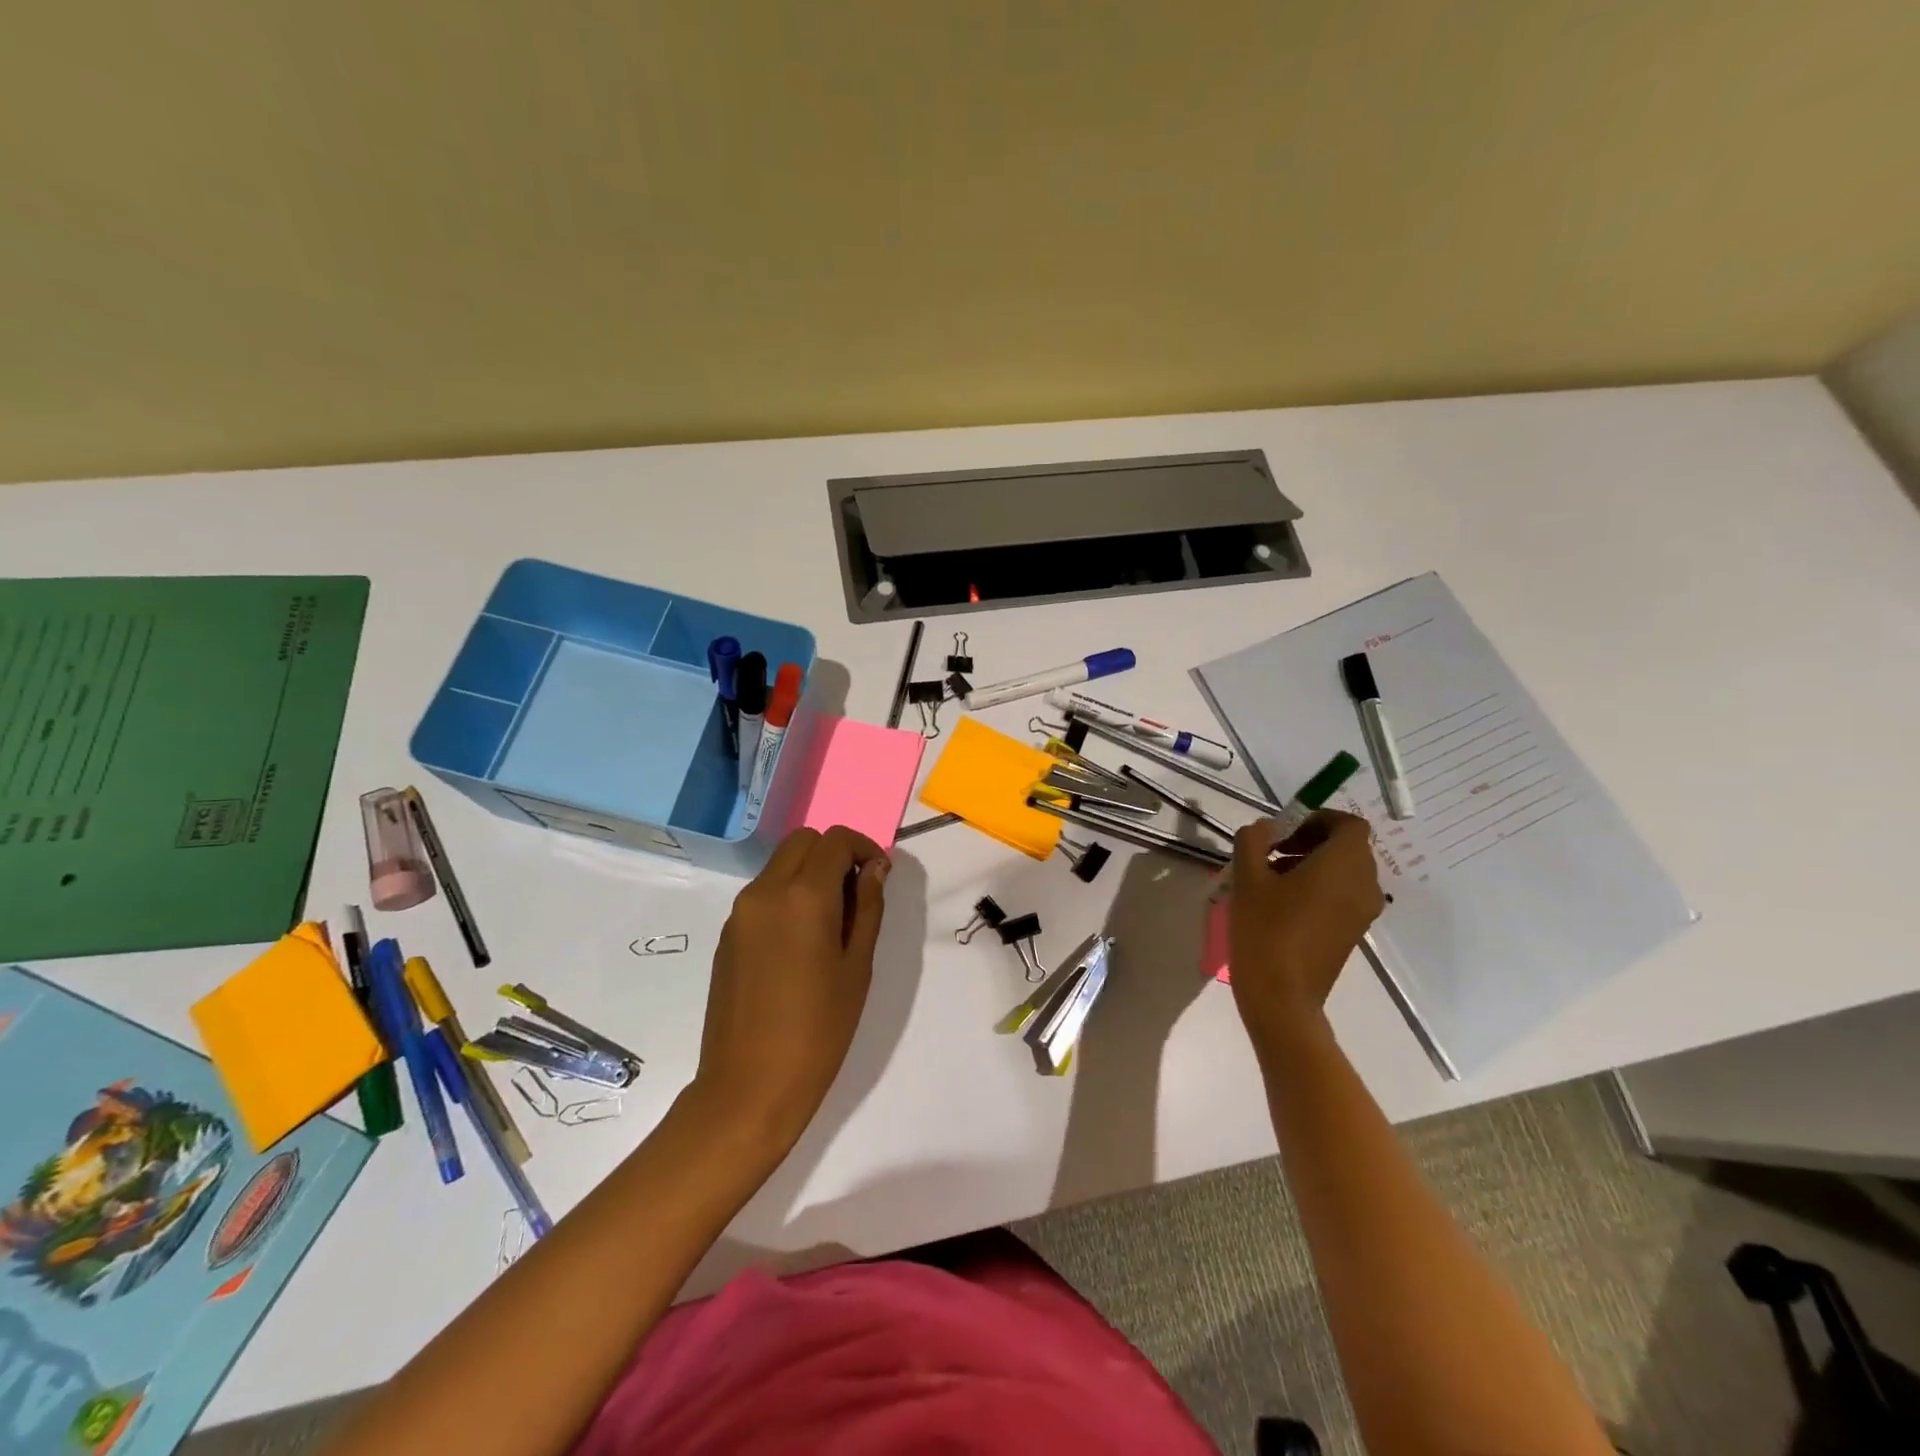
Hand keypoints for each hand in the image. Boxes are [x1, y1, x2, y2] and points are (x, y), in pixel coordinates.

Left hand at [690, 826, 890, 1156]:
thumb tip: (874, 868)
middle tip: (856, 893)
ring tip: (831, 922)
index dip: (863, 848)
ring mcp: (740, 912)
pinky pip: (763, 893)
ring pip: (780, 865)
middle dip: (834, 854)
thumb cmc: (819, 1030)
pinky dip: (787, 895)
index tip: (879, 875)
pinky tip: (801, 942)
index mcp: (803, 896)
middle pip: (803, 842)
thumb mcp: (857, 967)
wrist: (749, 1086)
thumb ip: (867, 907)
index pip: (835, 841)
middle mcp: (765, 891)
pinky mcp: (727, 934)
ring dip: (809, 873)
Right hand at [1228, 810, 1382, 1053]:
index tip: (1284, 830)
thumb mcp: (1248, 877)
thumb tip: (1265, 828)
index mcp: (1344, 863)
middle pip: (1348, 846)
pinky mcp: (1353, 931)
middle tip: (1273, 850)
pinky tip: (1283, 902)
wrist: (1282, 995)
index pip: (1348, 823)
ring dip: (1314, 863)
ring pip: (1345, 871)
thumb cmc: (1265, 929)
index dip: (1318, 819)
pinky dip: (1320, 886)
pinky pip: (1343, 894)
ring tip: (1272, 877)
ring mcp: (1363, 911)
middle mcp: (1364, 883)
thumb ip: (1254, 841)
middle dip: (1312, 840)